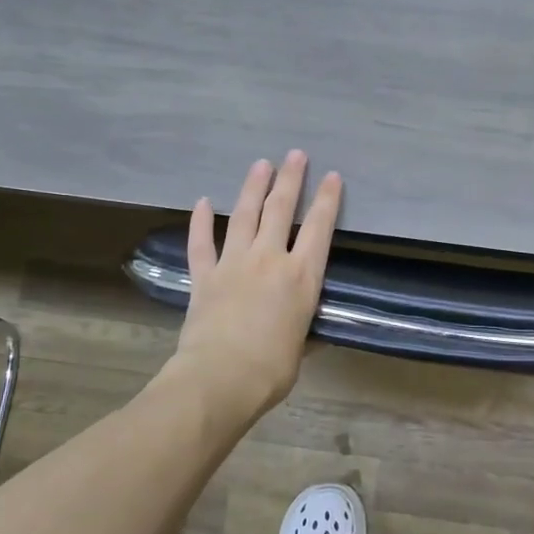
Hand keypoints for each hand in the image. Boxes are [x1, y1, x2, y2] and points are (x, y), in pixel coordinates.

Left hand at [166, 151, 342, 422]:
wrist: (220, 378)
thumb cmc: (271, 370)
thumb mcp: (301, 348)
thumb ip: (303, 330)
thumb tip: (306, 332)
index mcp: (301, 277)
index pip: (320, 229)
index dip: (327, 200)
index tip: (332, 177)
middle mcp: (269, 260)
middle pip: (281, 209)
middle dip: (290, 179)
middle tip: (295, 155)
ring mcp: (234, 264)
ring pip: (245, 216)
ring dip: (253, 187)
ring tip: (261, 164)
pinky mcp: (204, 276)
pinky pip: (201, 243)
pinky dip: (201, 222)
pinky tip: (203, 201)